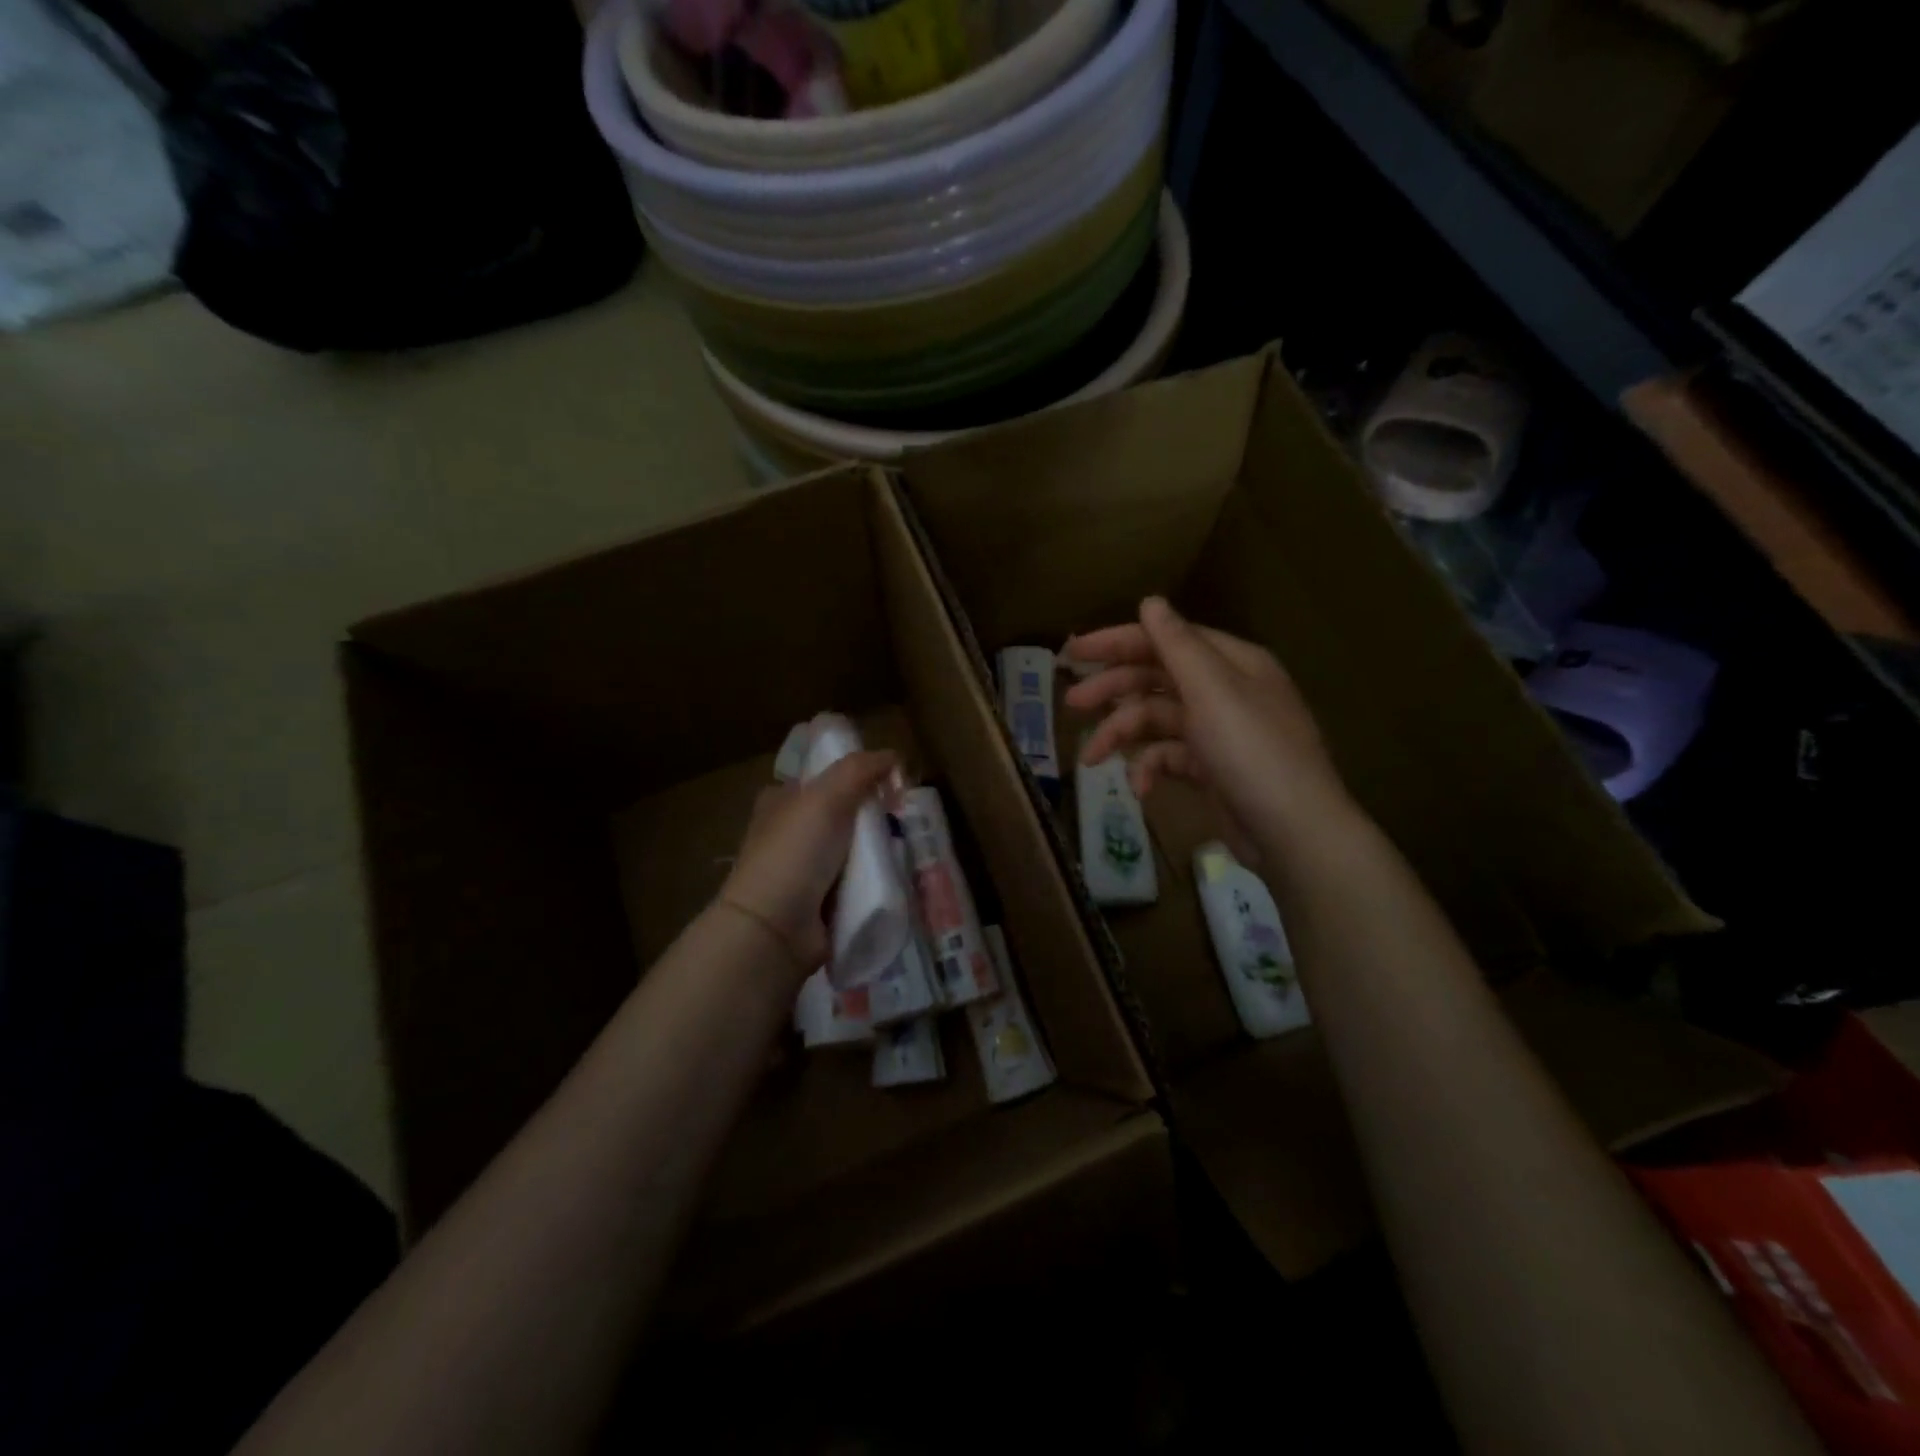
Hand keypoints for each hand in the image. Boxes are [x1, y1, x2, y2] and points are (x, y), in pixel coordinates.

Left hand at [718, 750, 898, 983]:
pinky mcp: (820, 903)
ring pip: (854, 849)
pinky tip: (894, 878)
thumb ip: (860, 769)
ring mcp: (805, 870)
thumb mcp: (826, 797)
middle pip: (844, 813)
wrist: (774, 930)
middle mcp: (790, 833)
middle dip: (873, 816)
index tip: (889, 783)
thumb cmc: (794, 854)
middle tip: (902, 819)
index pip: (822, 778)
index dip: (855, 775)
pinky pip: (857, 882)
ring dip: (877, 850)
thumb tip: (893, 755)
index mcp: (781, 802)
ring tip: (906, 849)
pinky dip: (873, 881)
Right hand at [1063, 598, 1350, 855]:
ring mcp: (1218, 732)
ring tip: (1091, 758)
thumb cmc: (1252, 752)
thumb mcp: (1212, 691)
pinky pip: (1169, 757)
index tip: (1073, 652)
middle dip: (1113, 691)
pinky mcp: (1211, 770)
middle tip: (1072, 704)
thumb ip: (1177, 645)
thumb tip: (1150, 601)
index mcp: (1231, 663)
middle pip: (1156, 678)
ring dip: (1123, 736)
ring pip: (1157, 721)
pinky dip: (1150, 769)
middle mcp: (1224, 691)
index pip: (1165, 639)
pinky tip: (1140, 789)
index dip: (1117, 642)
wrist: (1294, 833)